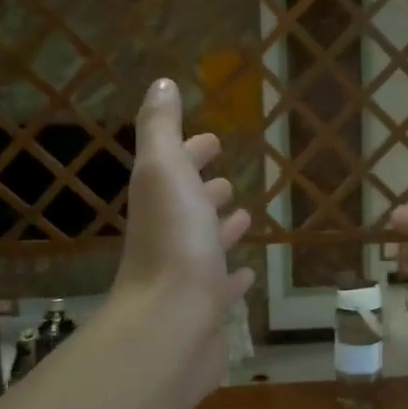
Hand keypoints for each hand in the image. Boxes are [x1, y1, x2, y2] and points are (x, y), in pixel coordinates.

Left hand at [111, 78, 254, 398]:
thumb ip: (160, 128)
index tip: (213, 139)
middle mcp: (170, 237)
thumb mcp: (164, 171)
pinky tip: (247, 274)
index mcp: (160, 202)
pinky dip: (233, 278)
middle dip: (205, 189)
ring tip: (242, 217)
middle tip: (227, 181)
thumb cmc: (173, 244)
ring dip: (220, 229)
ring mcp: (188, 276)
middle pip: (187, 206)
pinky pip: (222, 288)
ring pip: (205, 246)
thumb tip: (160, 83)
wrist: (171, 325)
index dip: (190, 151)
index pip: (174, 168)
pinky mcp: (207, 311)